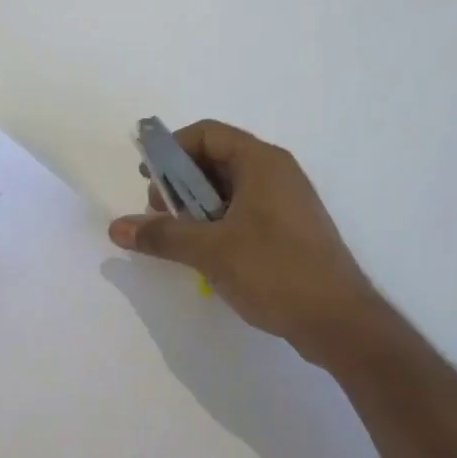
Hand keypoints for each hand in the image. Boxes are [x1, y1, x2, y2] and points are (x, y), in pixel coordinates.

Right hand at [109, 120, 377, 359]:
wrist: (340, 323)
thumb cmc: (275, 271)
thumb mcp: (210, 250)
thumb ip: (162, 234)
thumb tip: (116, 227)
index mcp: (262, 162)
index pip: (207, 134)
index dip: (172, 150)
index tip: (148, 179)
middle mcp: (276, 173)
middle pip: (216, 159)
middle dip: (180, 182)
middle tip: (159, 214)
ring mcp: (286, 203)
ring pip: (229, 189)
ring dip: (196, 206)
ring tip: (177, 237)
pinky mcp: (289, 231)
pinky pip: (244, 212)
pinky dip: (217, 223)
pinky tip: (204, 253)